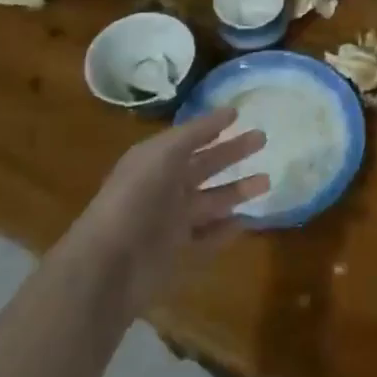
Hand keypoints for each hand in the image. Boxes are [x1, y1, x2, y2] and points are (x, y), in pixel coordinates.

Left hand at [70, 108, 267, 311]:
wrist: (109, 265)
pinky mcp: (178, 253)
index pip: (189, 139)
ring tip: (267, 181)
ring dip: (237, 190)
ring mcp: (171, 222)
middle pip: (205, 166)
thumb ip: (195, 133)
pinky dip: (226, 230)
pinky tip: (246, 221)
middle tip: (263, 139)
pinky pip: (208, 238)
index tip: (240, 114)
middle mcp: (164, 188)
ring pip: (211, 201)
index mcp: (155, 161)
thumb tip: (229, 112)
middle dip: (232, 153)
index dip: (212, 126)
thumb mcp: (163, 154)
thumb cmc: (136, 198)